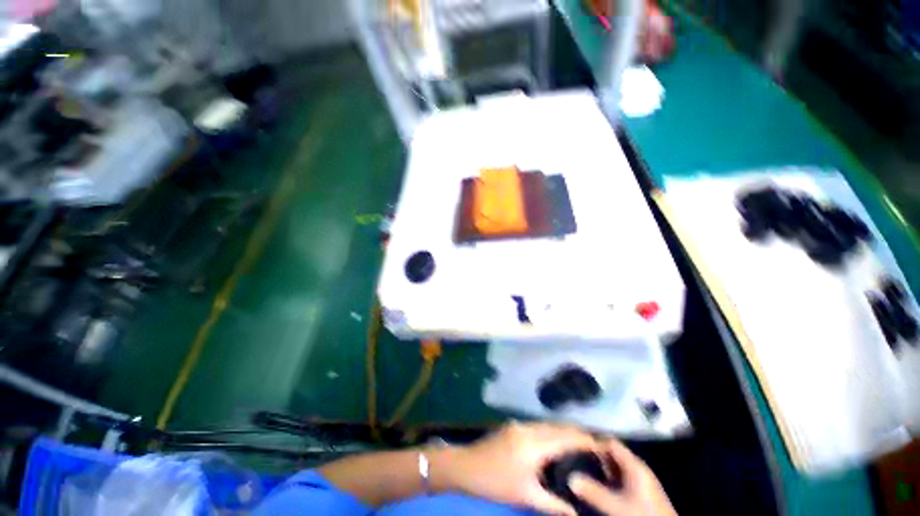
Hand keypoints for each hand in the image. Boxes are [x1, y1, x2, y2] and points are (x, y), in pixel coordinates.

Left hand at [441, 422, 599, 514]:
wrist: (465, 466)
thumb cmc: (495, 483)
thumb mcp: (526, 496)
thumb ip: (554, 505)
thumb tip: (578, 513)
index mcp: (533, 444)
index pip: (565, 437)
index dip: (584, 440)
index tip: (602, 446)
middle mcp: (528, 428)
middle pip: (558, 427)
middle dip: (577, 433)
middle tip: (595, 446)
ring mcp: (519, 424)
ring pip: (548, 424)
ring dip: (564, 431)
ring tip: (581, 443)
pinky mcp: (513, 426)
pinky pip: (539, 426)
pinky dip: (552, 431)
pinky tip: (557, 441)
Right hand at [568, 439, 675, 515]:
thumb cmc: (642, 515)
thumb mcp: (616, 506)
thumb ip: (594, 491)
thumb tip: (570, 477)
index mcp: (635, 464)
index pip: (611, 442)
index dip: (595, 440)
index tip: (577, 441)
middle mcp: (638, 468)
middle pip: (614, 453)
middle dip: (596, 454)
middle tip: (576, 454)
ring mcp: (641, 480)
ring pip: (617, 466)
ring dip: (602, 467)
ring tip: (583, 466)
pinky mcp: (642, 492)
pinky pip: (621, 477)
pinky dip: (608, 477)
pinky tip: (599, 483)